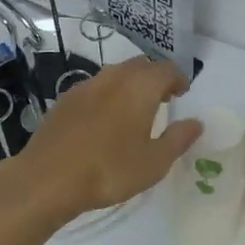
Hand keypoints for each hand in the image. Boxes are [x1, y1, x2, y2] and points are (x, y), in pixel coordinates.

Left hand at [3, 57, 202, 222]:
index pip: (166, 69)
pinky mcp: (64, 100)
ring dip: (130, 85)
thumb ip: (178, 139)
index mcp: (140, 86)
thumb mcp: (154, 162)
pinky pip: (94, 88)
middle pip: (140, 65)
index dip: (178, 78)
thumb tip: (196, 122)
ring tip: (134, 110)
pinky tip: (104, 120)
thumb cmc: (109, 170)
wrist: (48, 179)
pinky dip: (107, 95)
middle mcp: (114, 77)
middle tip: (163, 98)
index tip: (183, 92)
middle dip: (154, 77)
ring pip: (115, 74)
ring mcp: (85, 86)